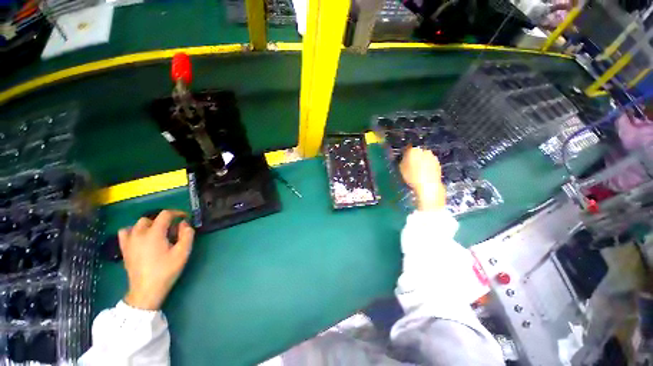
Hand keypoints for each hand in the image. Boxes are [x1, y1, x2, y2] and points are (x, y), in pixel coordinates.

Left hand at [119, 210, 194, 310]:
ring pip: (138, 224)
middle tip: (173, 231)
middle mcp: (139, 234)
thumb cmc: (166, 270)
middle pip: (151, 218)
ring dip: (150, 225)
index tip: (185, 218)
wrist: (146, 290)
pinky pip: (125, 232)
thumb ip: (187, 234)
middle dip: (164, 221)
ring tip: (158, 234)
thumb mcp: (183, 252)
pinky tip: (141, 238)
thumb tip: (184, 223)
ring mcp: (129, 241)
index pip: (165, 214)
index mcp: (154, 233)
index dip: (177, 213)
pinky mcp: (124, 249)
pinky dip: (133, 231)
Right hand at [399, 147, 446, 210]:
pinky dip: (427, 166)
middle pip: (417, 152)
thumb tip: (404, 158)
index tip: (403, 158)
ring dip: (421, 161)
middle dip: (414, 157)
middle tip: (410, 165)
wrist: (428, 186)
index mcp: (413, 150)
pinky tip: (423, 174)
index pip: (408, 148)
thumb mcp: (401, 169)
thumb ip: (402, 161)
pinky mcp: (438, 164)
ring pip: (425, 157)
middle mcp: (424, 151)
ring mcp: (433, 157)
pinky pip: (430, 163)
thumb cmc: (412, 177)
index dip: (405, 154)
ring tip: (417, 171)